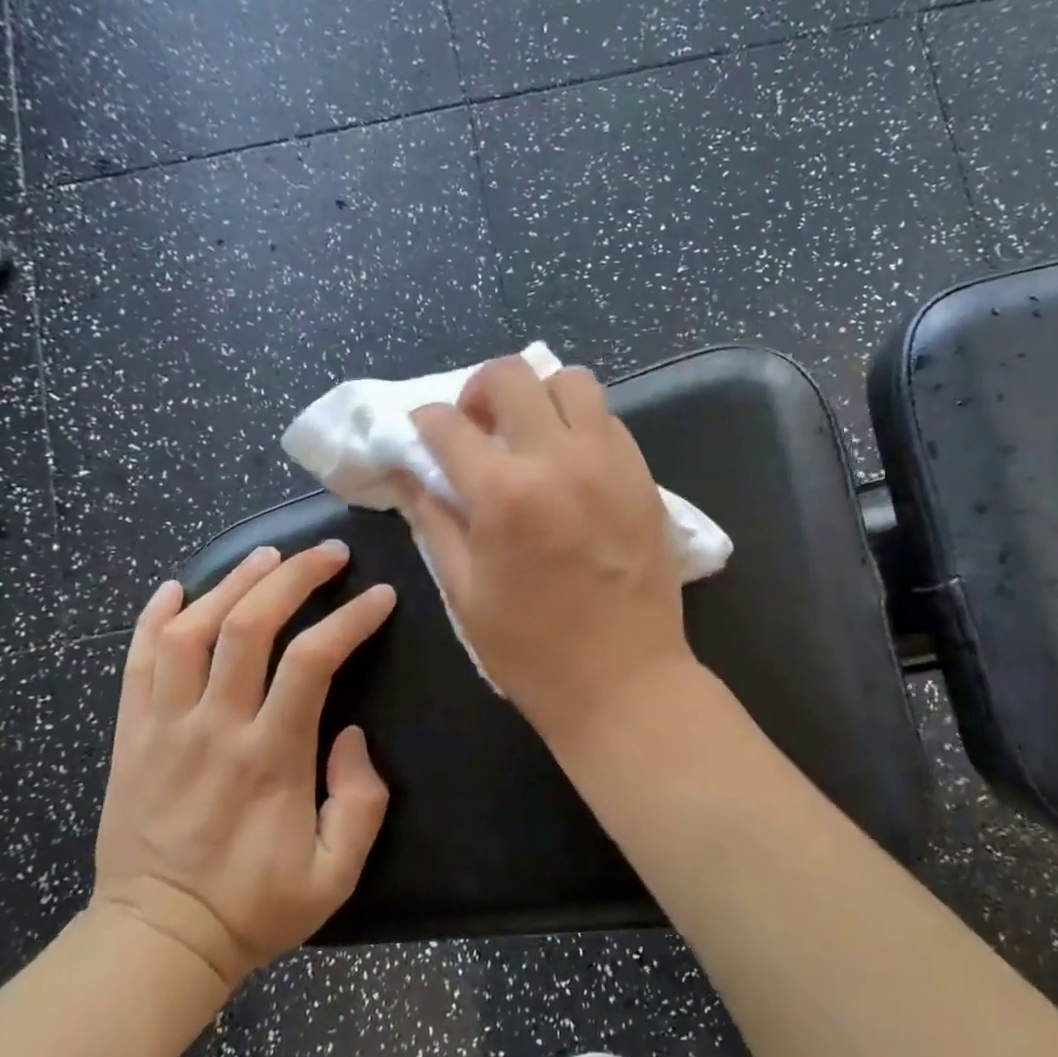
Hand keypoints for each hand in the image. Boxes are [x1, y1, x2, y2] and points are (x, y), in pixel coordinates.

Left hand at [92, 542, 395, 986]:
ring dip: (231, 583)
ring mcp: (164, 728)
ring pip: (190, 631)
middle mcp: (214, 728)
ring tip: (267, 557)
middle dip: (293, 577)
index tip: (381, 595)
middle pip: (249, 626)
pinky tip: (178, 589)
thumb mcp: (336, 873)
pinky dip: (154, 617)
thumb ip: (361, 801)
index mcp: (270, 756)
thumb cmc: (255, 906)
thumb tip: (352, 735)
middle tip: (329, 553)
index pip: (312, 660)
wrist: (156, 942)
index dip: (351, 618)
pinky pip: (136, 662)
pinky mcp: (130, 737)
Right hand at [403, 355, 696, 743]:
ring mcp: (610, 462)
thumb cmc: (532, 650)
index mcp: (504, 493)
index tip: (423, 433)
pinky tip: (571, 462)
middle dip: (479, 390)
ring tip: (530, 435)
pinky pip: (608, 419)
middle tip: (477, 427)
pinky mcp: (643, 476)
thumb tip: (414, 476)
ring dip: (540, 396)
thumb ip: (435, 521)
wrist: (625, 680)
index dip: (424, 422)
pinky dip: (581, 423)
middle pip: (512, 375)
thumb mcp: (464, 592)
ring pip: (572, 381)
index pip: (449, 424)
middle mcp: (559, 460)